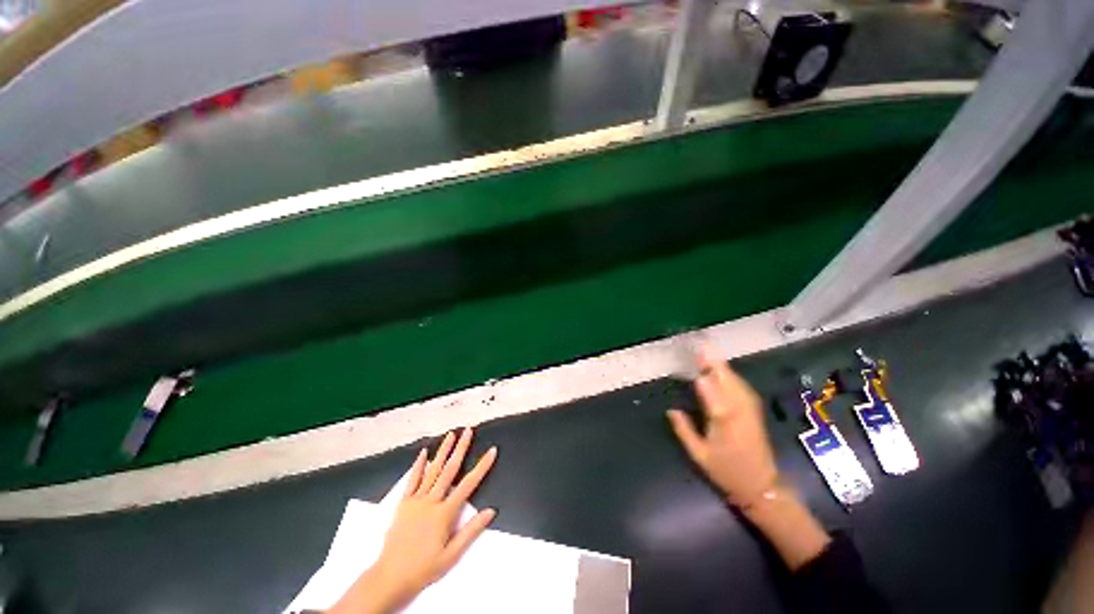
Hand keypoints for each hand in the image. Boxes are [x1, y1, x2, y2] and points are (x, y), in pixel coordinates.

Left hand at [329, 428, 497, 613]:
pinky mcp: (404, 503)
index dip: (482, 466)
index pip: (469, 484)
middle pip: (450, 469)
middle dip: (461, 448)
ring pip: (433, 470)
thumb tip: (491, 511)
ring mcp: (416, 500)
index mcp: (445, 513)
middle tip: (468, 430)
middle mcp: (432, 501)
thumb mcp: (452, 555)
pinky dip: (419, 465)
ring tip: (451, 434)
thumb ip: (471, 531)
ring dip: (443, 450)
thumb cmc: (424, 568)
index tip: (491, 451)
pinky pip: (412, 480)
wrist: (390, 577)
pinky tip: (424, 452)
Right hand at [667, 348, 778, 508]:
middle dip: (715, 364)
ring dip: (724, 367)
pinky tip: (726, 372)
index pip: (713, 394)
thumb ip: (684, 431)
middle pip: (728, 382)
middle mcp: (739, 412)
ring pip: (737, 383)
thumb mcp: (699, 455)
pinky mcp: (755, 412)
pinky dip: (734, 377)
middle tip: (702, 348)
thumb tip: (671, 410)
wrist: (762, 487)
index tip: (694, 361)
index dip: (703, 377)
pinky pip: (744, 389)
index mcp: (724, 423)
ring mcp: (750, 411)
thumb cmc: (727, 472)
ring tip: (710, 354)